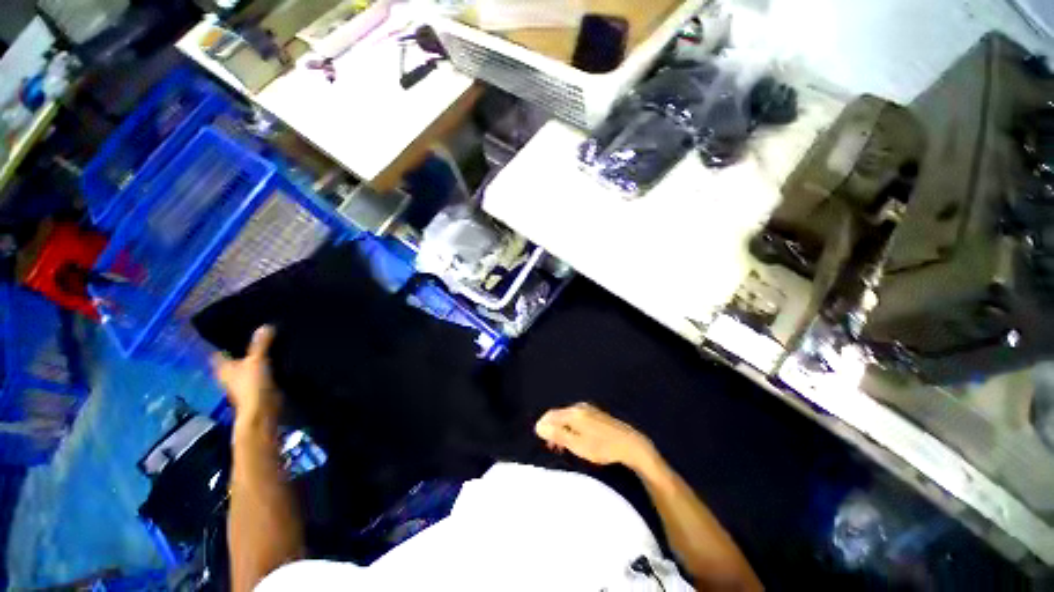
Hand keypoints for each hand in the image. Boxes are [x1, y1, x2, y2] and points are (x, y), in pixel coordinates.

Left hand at [212, 326, 281, 430]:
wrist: (263, 410)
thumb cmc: (252, 385)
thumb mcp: (256, 360)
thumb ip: (261, 344)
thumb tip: (266, 325)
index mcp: (223, 367)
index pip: (219, 352)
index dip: (224, 342)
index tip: (234, 330)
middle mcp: (231, 373)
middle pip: (235, 357)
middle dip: (243, 348)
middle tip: (256, 332)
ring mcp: (245, 381)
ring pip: (249, 364)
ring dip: (257, 357)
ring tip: (271, 341)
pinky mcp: (259, 386)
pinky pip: (262, 371)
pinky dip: (267, 365)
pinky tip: (278, 357)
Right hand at [535, 403, 656, 470]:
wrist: (630, 444)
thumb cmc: (602, 447)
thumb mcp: (577, 444)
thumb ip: (558, 434)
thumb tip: (539, 426)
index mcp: (574, 413)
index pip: (551, 415)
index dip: (543, 426)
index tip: (541, 440)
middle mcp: (579, 407)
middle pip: (559, 415)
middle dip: (552, 429)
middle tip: (552, 446)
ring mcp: (589, 409)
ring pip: (568, 417)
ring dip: (562, 429)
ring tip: (562, 446)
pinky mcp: (596, 414)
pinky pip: (576, 418)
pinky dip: (571, 428)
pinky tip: (575, 439)